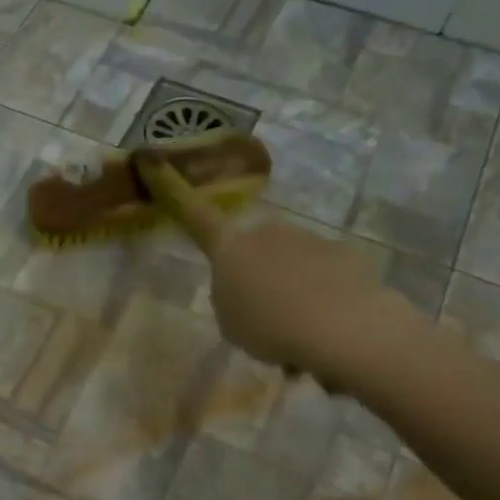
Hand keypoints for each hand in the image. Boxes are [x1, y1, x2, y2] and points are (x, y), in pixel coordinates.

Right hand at [139, 157, 423, 385]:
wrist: (340, 327)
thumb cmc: (268, 326)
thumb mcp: (229, 320)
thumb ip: (229, 297)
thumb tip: (245, 287)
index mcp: (229, 247)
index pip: (195, 216)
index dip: (174, 191)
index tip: (154, 160)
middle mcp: (267, 232)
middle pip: (253, 248)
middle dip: (256, 273)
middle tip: (261, 316)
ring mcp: (309, 240)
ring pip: (291, 266)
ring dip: (291, 294)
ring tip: (297, 338)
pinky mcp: (345, 256)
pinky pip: (324, 279)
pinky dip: (322, 302)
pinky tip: (327, 332)